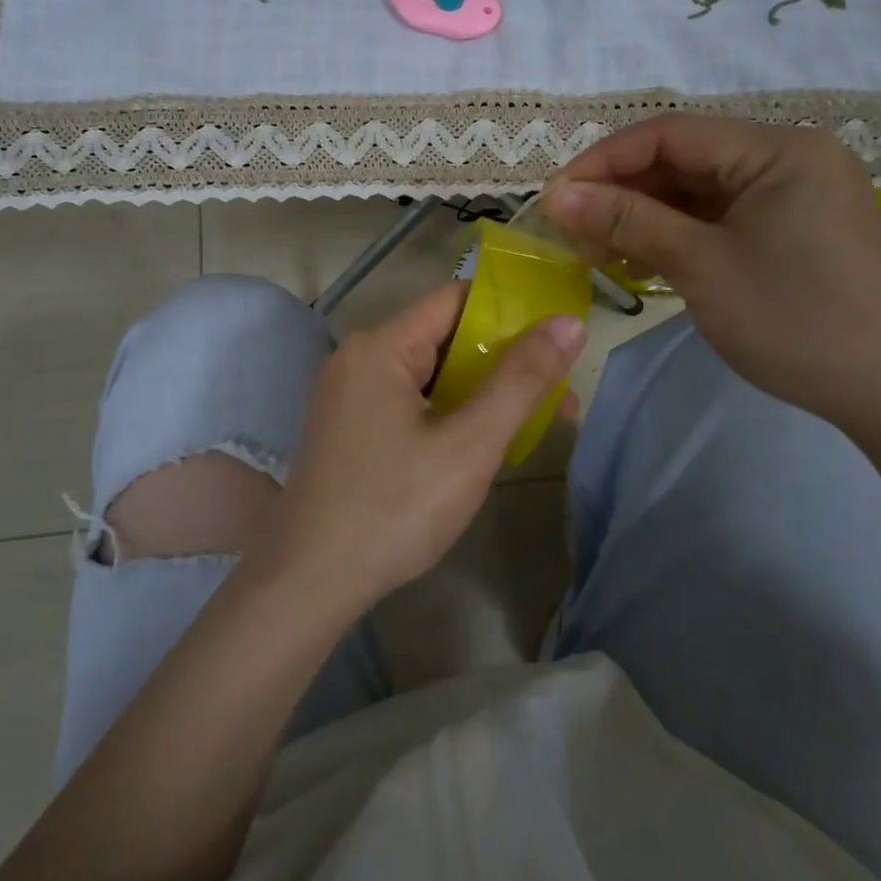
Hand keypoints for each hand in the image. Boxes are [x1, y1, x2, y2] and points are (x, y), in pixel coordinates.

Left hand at [267, 285, 585, 603]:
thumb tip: (569, 323)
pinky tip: (479, 441)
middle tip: (557, 390)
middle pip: (441, 337)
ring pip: (426, 374)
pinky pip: (405, 401)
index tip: (555, 337)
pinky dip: (446, 411)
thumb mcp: (471, 444)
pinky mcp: (346, 426)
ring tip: (532, 419)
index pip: (454, 300)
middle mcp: (356, 358)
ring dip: (477, 391)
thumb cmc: (396, 508)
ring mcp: (346, 394)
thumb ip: (522, 380)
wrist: (311, 581)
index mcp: (380, 346)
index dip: (508, 313)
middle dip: (500, 361)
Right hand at [543, 114, 880, 427]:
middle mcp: (788, 157)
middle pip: (682, 159)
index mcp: (779, 150)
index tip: (554, 197)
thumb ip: (627, 221)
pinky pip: (717, 216)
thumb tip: (556, 196)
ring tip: (596, 252)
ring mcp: (791, 193)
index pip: (671, 134)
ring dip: (642, 216)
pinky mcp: (788, 226)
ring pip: (696, 190)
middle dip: (621, 192)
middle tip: (570, 230)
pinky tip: (639, 262)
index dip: (604, 160)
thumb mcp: (701, 266)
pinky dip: (674, 234)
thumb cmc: (794, 321)